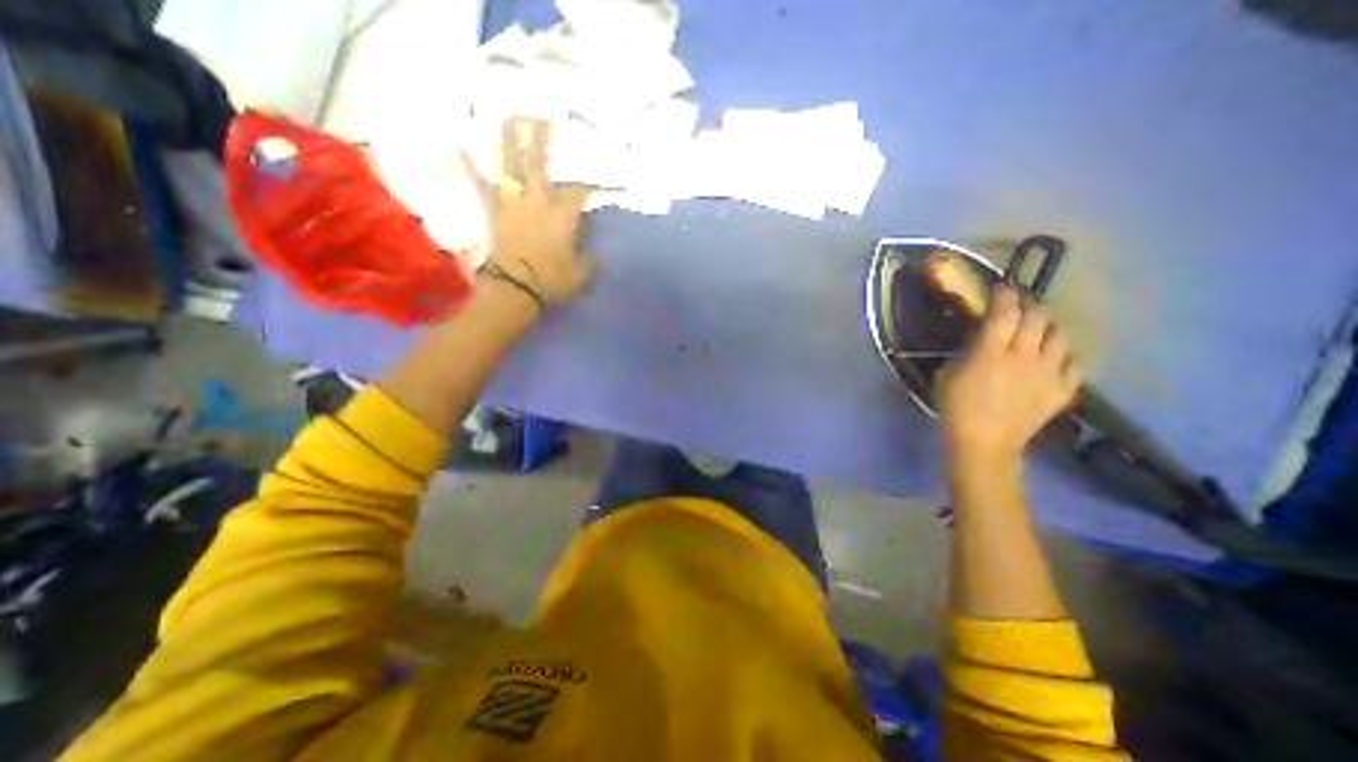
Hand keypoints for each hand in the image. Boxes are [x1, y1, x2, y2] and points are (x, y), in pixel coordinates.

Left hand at [464, 119, 593, 305]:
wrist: (515, 288)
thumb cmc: (551, 281)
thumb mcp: (581, 274)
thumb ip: (590, 260)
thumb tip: (596, 253)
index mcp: (562, 215)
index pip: (580, 191)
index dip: (591, 182)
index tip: (598, 178)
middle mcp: (538, 201)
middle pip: (540, 165)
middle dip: (542, 140)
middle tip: (543, 118)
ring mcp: (512, 203)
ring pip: (511, 166)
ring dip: (510, 142)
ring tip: (509, 119)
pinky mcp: (494, 212)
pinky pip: (480, 186)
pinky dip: (469, 167)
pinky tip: (458, 147)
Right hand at [936, 290, 1082, 462]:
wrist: (984, 443)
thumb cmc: (955, 407)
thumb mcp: (946, 374)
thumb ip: (965, 352)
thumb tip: (977, 340)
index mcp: (991, 351)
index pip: (1005, 312)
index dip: (1005, 295)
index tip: (1002, 288)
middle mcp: (1025, 356)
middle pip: (1038, 318)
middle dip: (1030, 305)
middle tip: (1020, 305)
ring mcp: (1048, 373)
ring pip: (1060, 337)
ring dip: (1049, 328)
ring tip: (1039, 329)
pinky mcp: (1062, 390)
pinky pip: (1073, 364)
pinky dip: (1063, 357)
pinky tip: (1052, 359)